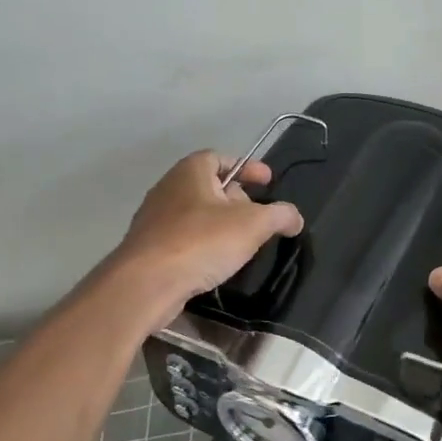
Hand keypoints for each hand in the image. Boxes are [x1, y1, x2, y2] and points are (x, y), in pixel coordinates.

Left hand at [114, 151, 304, 325]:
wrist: (147, 283)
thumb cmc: (202, 241)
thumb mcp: (254, 224)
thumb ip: (280, 215)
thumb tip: (294, 217)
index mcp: (190, 171)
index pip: (221, 157)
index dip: (248, 167)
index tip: (268, 182)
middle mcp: (168, 188)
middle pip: (209, 186)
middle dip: (236, 199)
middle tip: (257, 218)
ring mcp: (154, 219)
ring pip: (196, 214)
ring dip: (220, 225)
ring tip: (241, 244)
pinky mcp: (148, 247)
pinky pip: (183, 238)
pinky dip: (202, 244)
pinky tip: (215, 263)